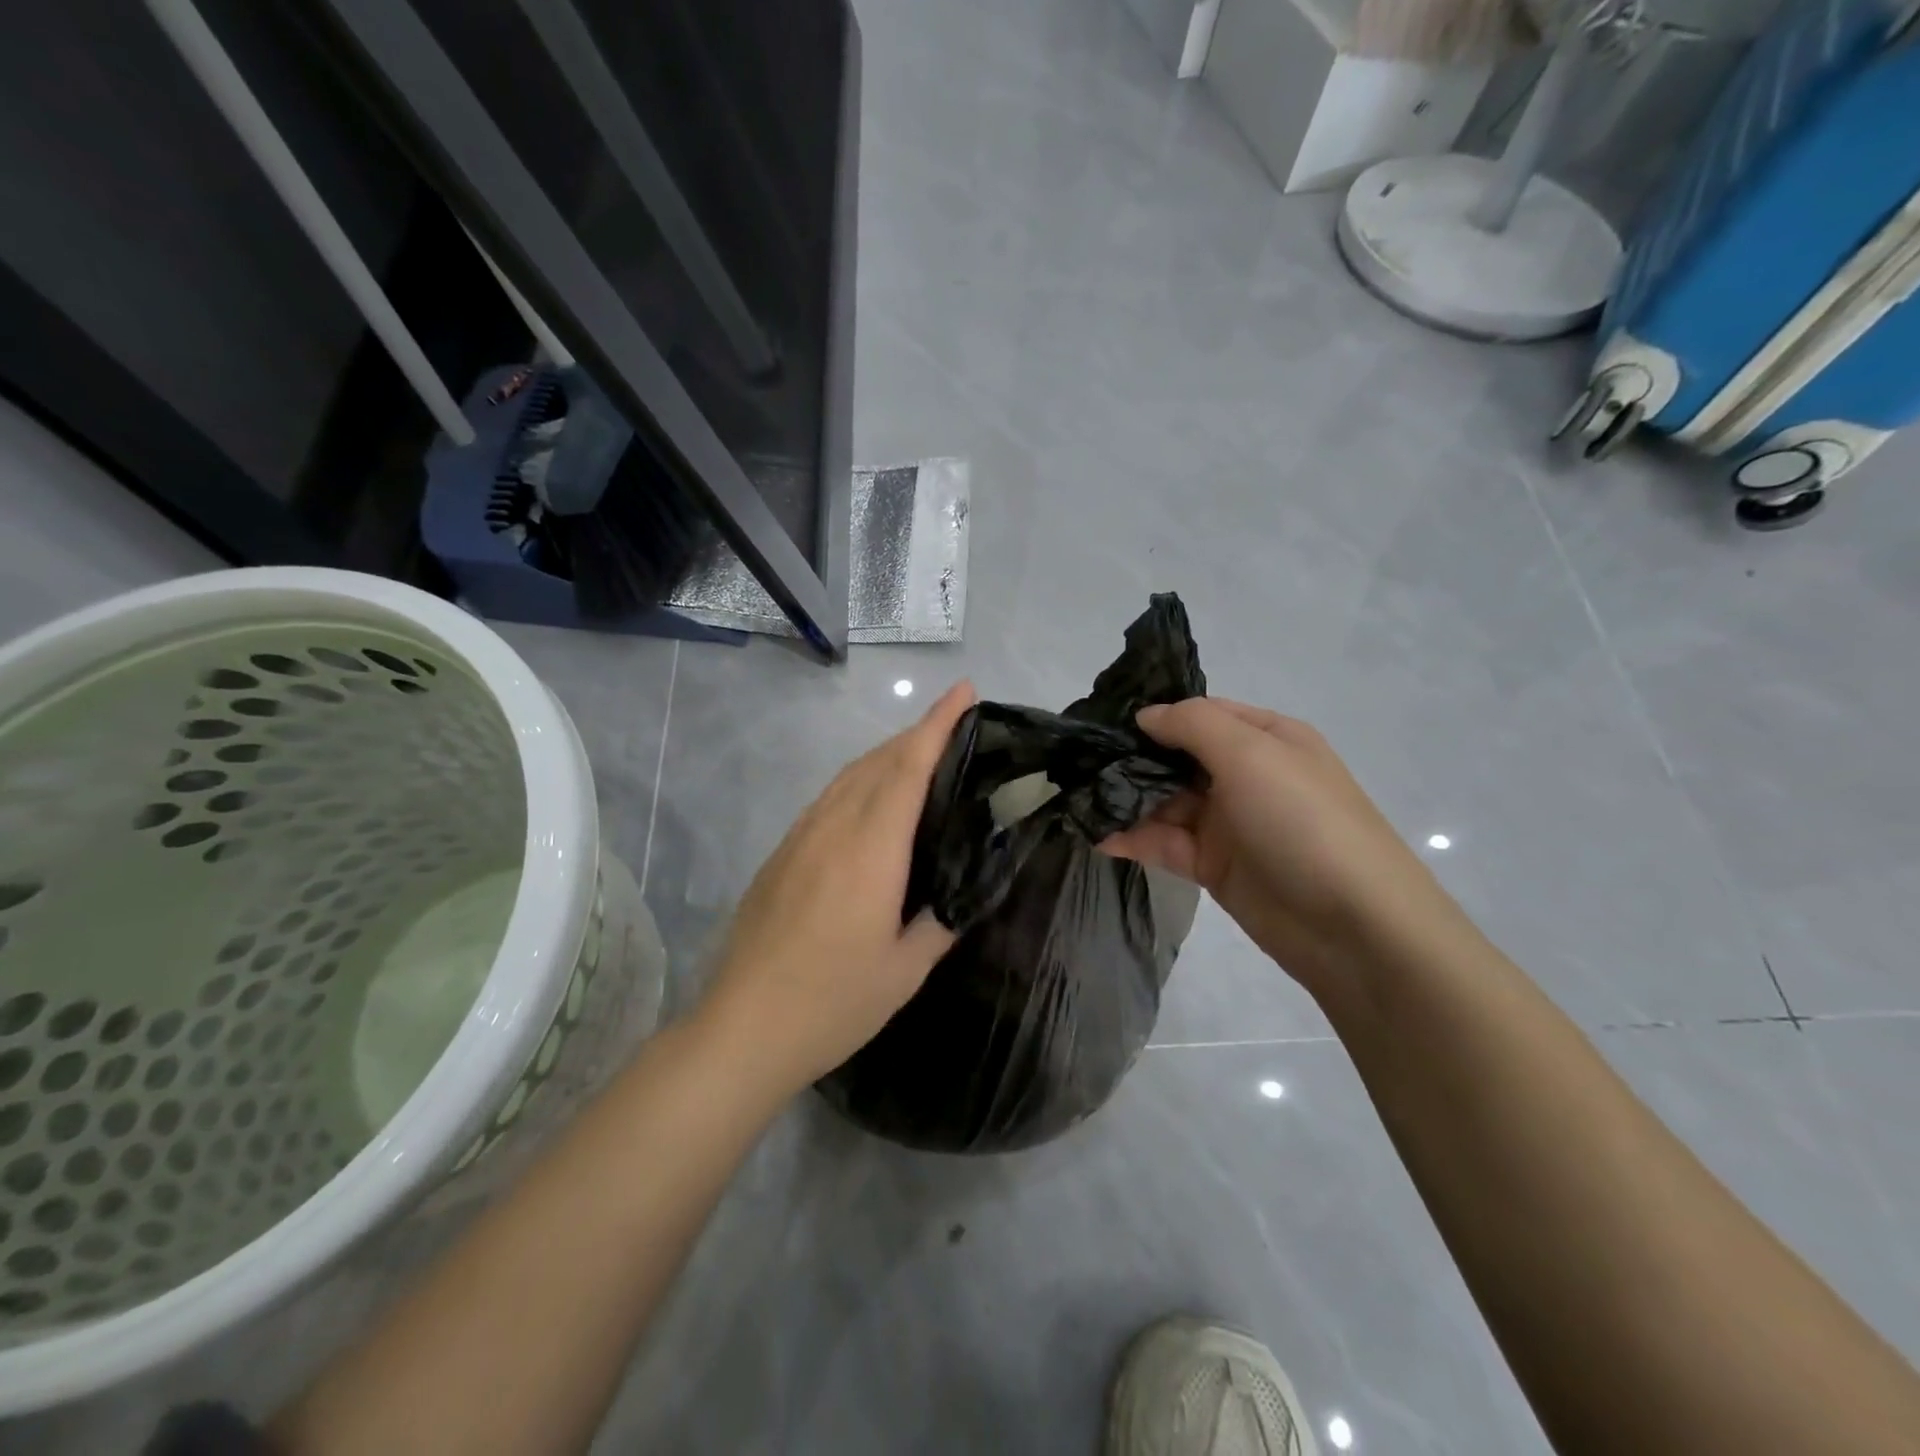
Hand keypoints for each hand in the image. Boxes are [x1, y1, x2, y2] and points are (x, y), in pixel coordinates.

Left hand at [698, 680, 977, 1102]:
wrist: (743, 1028)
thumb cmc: (833, 1002)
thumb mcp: (905, 970)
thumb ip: (940, 921)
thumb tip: (963, 893)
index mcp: (870, 849)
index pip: (908, 767)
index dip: (937, 724)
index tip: (962, 690)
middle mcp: (833, 827)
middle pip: (878, 760)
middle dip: (918, 732)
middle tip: (956, 726)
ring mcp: (801, 837)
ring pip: (849, 775)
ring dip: (887, 754)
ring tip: (921, 756)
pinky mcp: (781, 853)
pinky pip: (829, 797)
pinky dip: (859, 781)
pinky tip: (872, 802)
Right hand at [1102, 698, 1462, 984]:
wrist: (1353, 926)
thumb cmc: (1302, 820)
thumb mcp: (1251, 754)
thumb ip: (1193, 725)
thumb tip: (1147, 715)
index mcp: (1266, 738)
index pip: (1201, 714)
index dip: (1157, 714)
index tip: (1104, 720)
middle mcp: (1247, 775)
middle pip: (1178, 758)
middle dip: (1132, 757)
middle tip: (1076, 760)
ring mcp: (1230, 822)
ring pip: (1166, 801)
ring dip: (1126, 799)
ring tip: (1077, 797)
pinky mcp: (1214, 866)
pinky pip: (1166, 842)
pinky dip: (1133, 837)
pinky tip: (1096, 834)